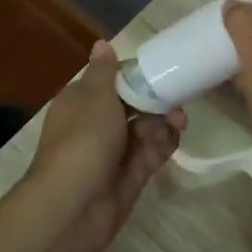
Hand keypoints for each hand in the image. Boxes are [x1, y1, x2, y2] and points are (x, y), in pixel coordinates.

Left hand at [19, 41, 183, 251]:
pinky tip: (174, 138)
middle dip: (156, 100)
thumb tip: (102, 44)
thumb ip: (105, 71)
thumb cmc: (83, 141)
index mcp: (81, 101)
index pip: (113, 80)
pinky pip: (152, 152)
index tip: (162, 71)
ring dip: (163, 122)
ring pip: (146, 128)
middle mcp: (96, 123)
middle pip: (134, 104)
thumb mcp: (94, 97)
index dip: (137, 75)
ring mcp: (114, 151)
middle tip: (177, 100)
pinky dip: (164, 144)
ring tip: (177, 123)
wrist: (73, 207)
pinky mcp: (130, 175)